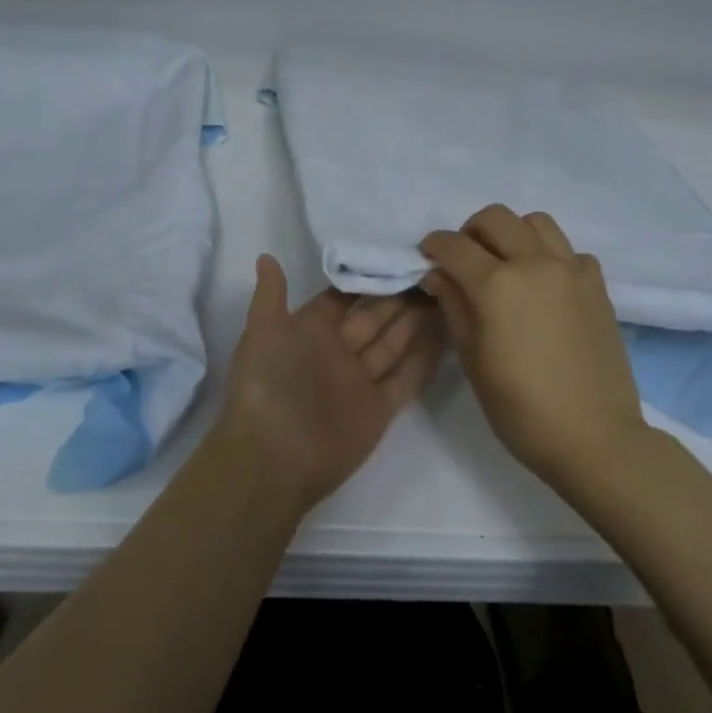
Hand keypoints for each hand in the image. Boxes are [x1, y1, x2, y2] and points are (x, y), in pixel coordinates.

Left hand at [215, 255, 443, 512]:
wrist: (274, 458)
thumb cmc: (267, 386)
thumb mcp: (262, 332)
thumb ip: (270, 295)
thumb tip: (266, 256)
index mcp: (309, 331)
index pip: (344, 298)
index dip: (368, 278)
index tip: (398, 254)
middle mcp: (337, 352)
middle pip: (374, 317)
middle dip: (400, 296)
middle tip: (434, 270)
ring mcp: (360, 380)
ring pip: (394, 344)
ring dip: (417, 321)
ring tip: (447, 292)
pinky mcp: (380, 409)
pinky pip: (407, 379)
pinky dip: (426, 359)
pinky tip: (449, 334)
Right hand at [419, 204, 655, 488]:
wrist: (593, 437)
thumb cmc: (520, 407)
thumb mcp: (472, 358)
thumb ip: (453, 306)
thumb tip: (437, 274)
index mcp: (497, 285)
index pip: (454, 245)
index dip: (434, 246)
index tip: (427, 257)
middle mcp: (535, 264)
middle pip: (496, 218)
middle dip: (470, 232)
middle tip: (464, 261)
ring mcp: (572, 271)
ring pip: (536, 222)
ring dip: (512, 234)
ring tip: (505, 265)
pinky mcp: (597, 286)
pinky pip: (568, 250)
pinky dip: (549, 256)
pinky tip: (543, 287)